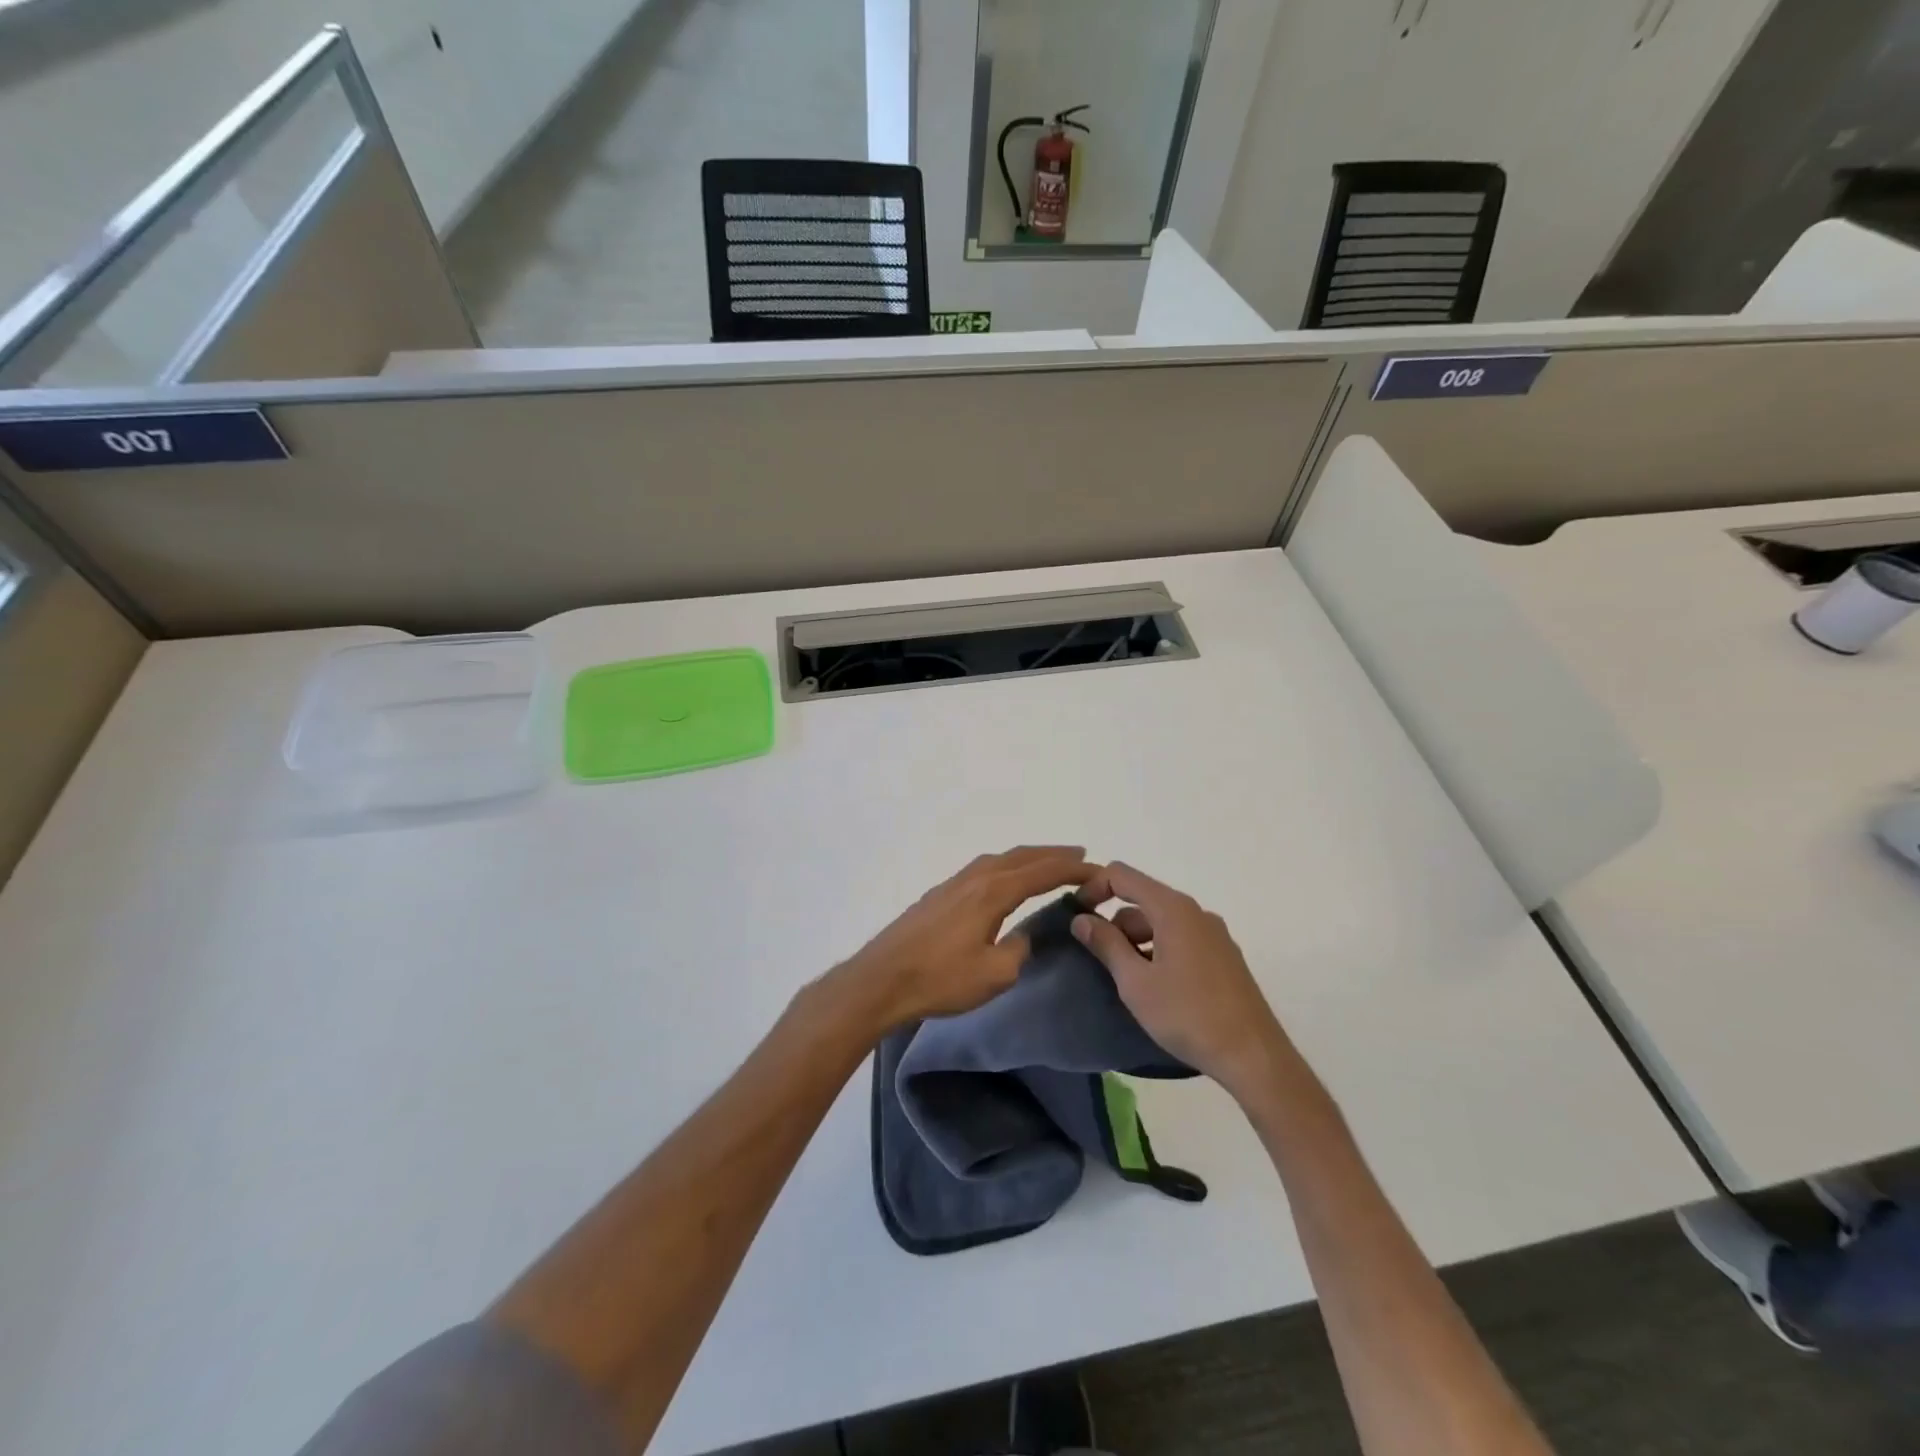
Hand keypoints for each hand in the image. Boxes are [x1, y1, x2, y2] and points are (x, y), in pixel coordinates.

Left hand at [837, 846, 1093, 1031]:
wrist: (881, 979)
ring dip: (1028, 857)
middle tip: (1081, 855)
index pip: (1042, 872)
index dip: (1072, 869)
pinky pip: (982, 868)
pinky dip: (1005, 865)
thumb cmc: (941, 979)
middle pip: (1022, 856)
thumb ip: (1019, 949)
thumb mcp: (995, 973)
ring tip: (1048, 862)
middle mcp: (975, 878)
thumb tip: (1023, 936)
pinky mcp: (938, 895)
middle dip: (1053, 854)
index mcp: (993, 892)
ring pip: (999, 859)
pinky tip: (1003, 878)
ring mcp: (953, 884)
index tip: (1098, 869)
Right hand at [1072, 862, 1293, 1098]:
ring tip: (1127, 980)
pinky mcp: (1223, 956)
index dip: (1092, 888)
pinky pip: (1180, 938)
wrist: (1253, 1056)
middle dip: (1114, 923)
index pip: (1121, 875)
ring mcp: (1214, 934)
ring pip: (1161, 922)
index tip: (1076, 918)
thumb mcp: (1135, 982)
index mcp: (1173, 909)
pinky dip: (1158, 950)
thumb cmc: (1188, 1015)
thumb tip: (1081, 919)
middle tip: (1099, 961)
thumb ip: (1106, 944)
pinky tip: (1156, 987)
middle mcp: (1195, 912)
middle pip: (1142, 899)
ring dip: (1136, 940)